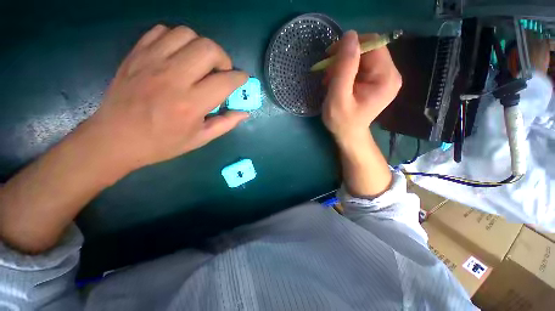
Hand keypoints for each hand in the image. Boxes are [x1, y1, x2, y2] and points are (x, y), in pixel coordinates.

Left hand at [82, 25, 248, 172]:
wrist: (115, 138)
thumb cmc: (162, 143)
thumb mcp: (200, 139)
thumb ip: (226, 124)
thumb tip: (244, 113)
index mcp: (191, 104)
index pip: (225, 81)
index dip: (240, 78)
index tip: (242, 79)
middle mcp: (173, 78)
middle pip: (208, 48)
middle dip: (223, 58)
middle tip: (220, 72)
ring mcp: (152, 62)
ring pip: (187, 34)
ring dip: (201, 46)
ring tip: (200, 63)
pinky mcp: (137, 54)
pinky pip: (162, 31)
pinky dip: (176, 39)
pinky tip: (178, 55)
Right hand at [322, 30, 401, 143]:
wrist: (348, 135)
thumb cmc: (342, 121)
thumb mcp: (338, 97)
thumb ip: (344, 68)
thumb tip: (349, 35)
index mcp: (386, 77)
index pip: (372, 45)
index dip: (350, 47)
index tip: (330, 58)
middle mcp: (391, 74)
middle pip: (368, 49)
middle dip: (344, 58)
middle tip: (328, 74)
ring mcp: (385, 77)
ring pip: (363, 57)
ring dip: (343, 65)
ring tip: (330, 80)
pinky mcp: (377, 80)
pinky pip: (362, 66)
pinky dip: (346, 70)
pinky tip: (337, 82)